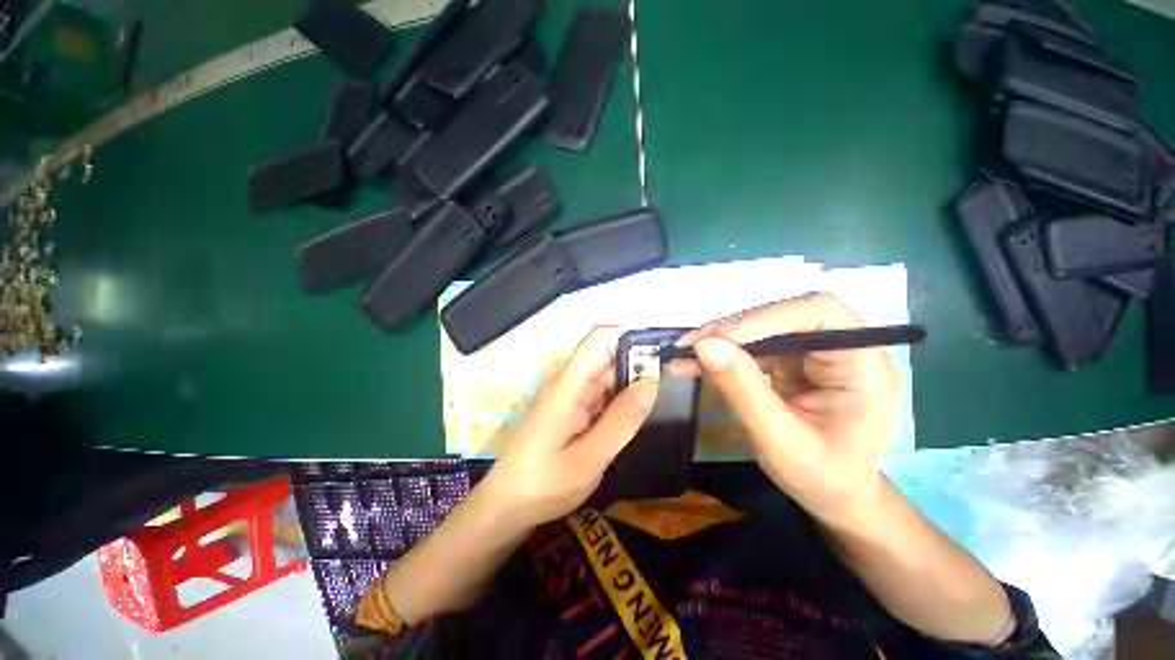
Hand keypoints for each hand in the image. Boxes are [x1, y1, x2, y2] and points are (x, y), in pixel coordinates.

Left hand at [482, 327, 658, 529]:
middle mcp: (572, 383)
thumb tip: (652, 383)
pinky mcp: (577, 411)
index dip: (630, 331)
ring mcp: (574, 396)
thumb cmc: (542, 484)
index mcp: (570, 384)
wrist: (507, 507)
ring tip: (672, 383)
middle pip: (609, 355)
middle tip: (679, 367)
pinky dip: (627, 396)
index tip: (665, 339)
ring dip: (637, 376)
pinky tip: (648, 404)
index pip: (599, 340)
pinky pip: (606, 394)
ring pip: (611, 375)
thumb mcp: (588, 459)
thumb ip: (621, 421)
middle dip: (642, 356)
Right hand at [668, 293, 900, 521]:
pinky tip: (694, 365)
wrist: (834, 497)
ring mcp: (813, 353)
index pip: (818, 312)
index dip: (766, 318)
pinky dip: (721, 355)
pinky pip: (751, 348)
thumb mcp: (781, 441)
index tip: (719, 339)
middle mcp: (840, 348)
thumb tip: (705, 346)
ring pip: (759, 329)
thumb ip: (744, 391)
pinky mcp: (791, 362)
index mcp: (862, 364)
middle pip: (781, 316)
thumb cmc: (822, 477)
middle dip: (731, 330)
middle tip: (688, 347)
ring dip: (718, 342)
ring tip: (682, 356)